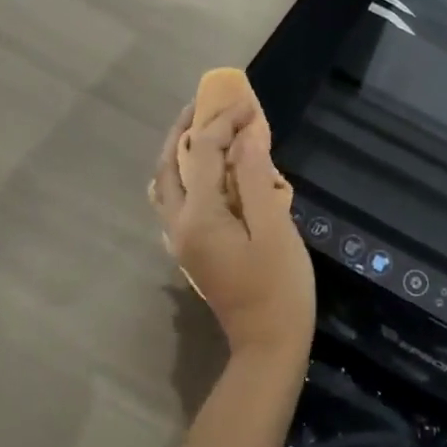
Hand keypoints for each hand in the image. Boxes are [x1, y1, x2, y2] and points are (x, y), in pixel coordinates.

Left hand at [151, 99, 314, 361]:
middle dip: (186, 128)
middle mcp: (179, 223)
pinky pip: (176, 200)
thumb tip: (247, 136)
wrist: (268, 343)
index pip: (206, 152)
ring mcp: (181, 239)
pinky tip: (203, 168)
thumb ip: (257, 178)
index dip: (226, 123)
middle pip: (171, 164)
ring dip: (180, 150)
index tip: (250, 105)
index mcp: (199, 216)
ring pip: (167, 183)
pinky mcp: (191, 248)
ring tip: (201, 127)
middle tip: (205, 103)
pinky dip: (185, 174)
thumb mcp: (274, 228)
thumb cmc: (279, 285)